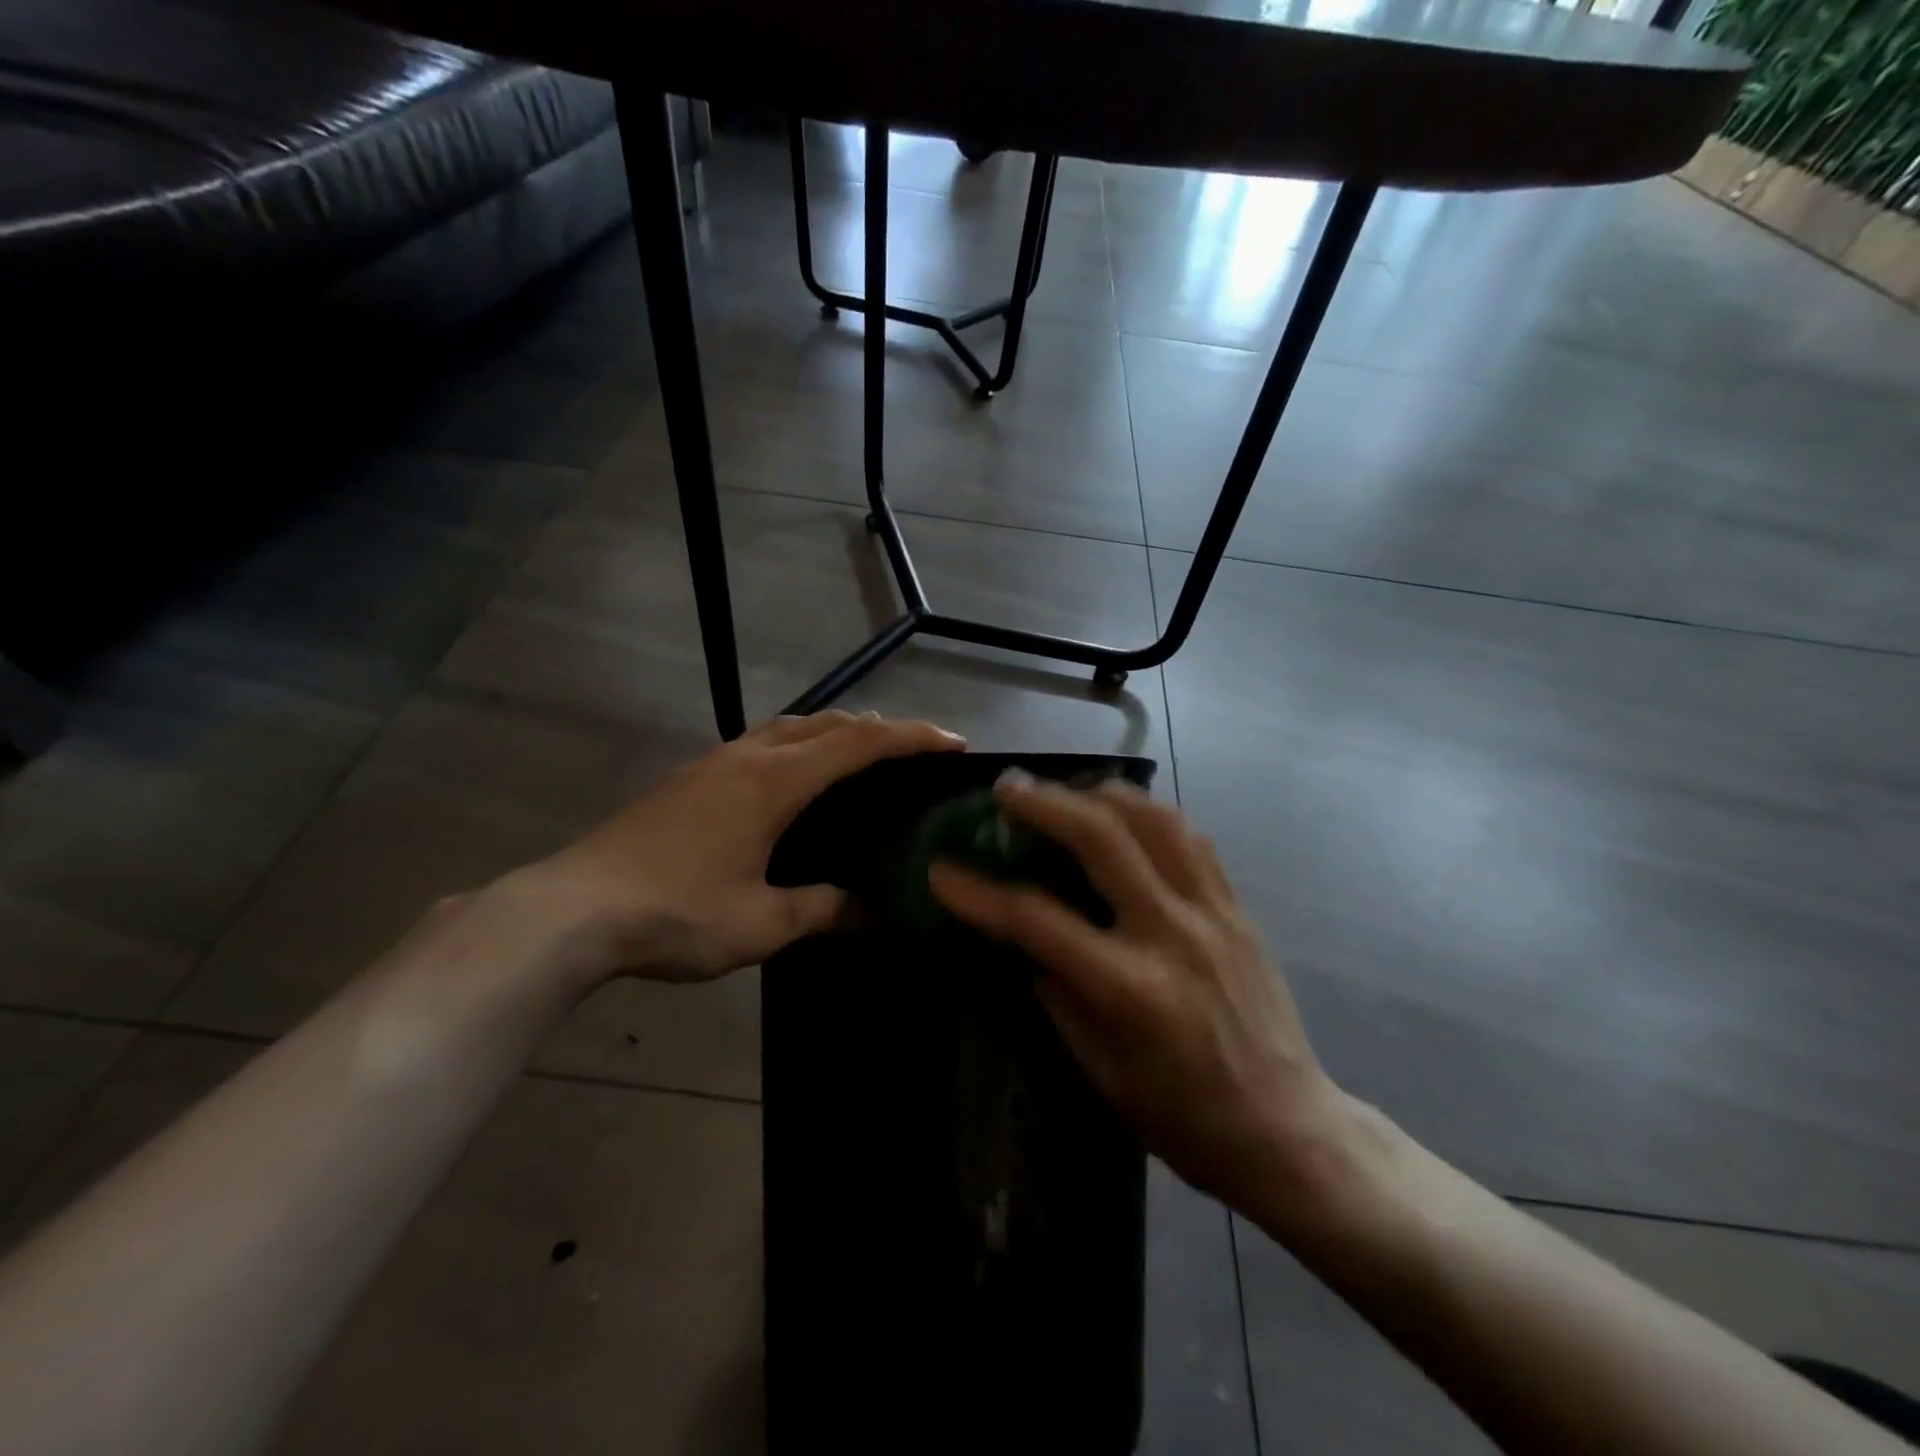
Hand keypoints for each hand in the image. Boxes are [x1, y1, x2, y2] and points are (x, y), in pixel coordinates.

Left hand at [519, 711, 964, 982]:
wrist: (571, 910)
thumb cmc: (675, 914)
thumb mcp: (761, 923)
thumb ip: (823, 909)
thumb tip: (873, 910)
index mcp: (776, 782)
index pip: (860, 743)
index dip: (911, 738)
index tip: (953, 744)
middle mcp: (749, 757)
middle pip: (827, 722)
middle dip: (878, 728)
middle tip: (915, 752)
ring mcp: (713, 763)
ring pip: (789, 726)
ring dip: (834, 730)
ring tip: (861, 756)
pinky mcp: (689, 778)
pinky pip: (760, 741)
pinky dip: (797, 744)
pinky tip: (793, 778)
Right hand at [929, 773, 1351, 1221]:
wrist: (1288, 1130)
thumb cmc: (1184, 1119)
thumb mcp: (1101, 1072)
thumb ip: (1057, 995)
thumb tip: (1022, 941)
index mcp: (1129, 989)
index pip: (1037, 920)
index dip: (979, 893)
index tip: (941, 871)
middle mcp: (1172, 934)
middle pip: (1101, 838)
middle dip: (1044, 804)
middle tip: (1008, 790)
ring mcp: (1213, 913)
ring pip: (1155, 820)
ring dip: (1102, 795)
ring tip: (1068, 792)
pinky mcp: (1238, 909)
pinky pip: (1192, 839)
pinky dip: (1151, 816)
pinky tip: (1127, 818)